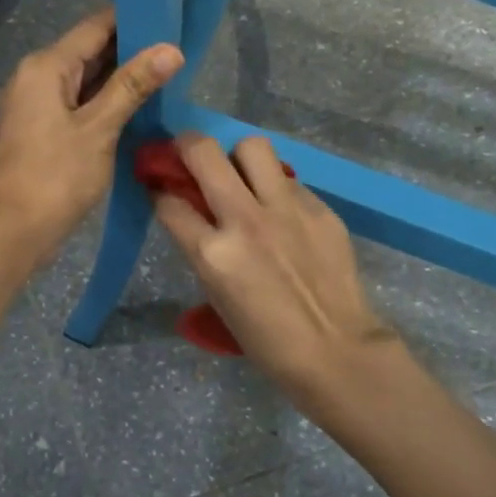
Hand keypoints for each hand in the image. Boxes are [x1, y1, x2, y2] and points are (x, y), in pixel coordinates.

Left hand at [0, 7, 182, 266]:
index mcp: (45, 67)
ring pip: (83, 82)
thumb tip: (170, 49)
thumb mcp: (98, 129)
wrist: (11, 232)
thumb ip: (132, 86)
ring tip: (168, 75)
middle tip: (179, 48)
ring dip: (120, 80)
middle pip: (88, 52)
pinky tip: (137, 109)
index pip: (94, 27)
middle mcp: (35, 78)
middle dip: (131, 51)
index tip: (171, 15)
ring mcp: (35, 107)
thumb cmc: (54, 177)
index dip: (133, 20)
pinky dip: (104, 104)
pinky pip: (77, 106)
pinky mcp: (40, 132)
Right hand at [150, 134, 399, 412]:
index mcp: (213, 254)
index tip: (163, 191)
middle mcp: (245, 220)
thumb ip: (203, 251)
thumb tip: (195, 217)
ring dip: (238, 157)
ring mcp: (286, 209)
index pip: (170, 204)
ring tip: (242, 175)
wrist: (335, 350)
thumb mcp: (217, 297)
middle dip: (187, 146)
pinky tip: (282, 212)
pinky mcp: (319, 208)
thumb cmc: (266, 340)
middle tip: (190, 156)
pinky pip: (289, 179)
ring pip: (252, 147)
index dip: (160, 194)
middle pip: (204, 153)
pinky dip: (276, 188)